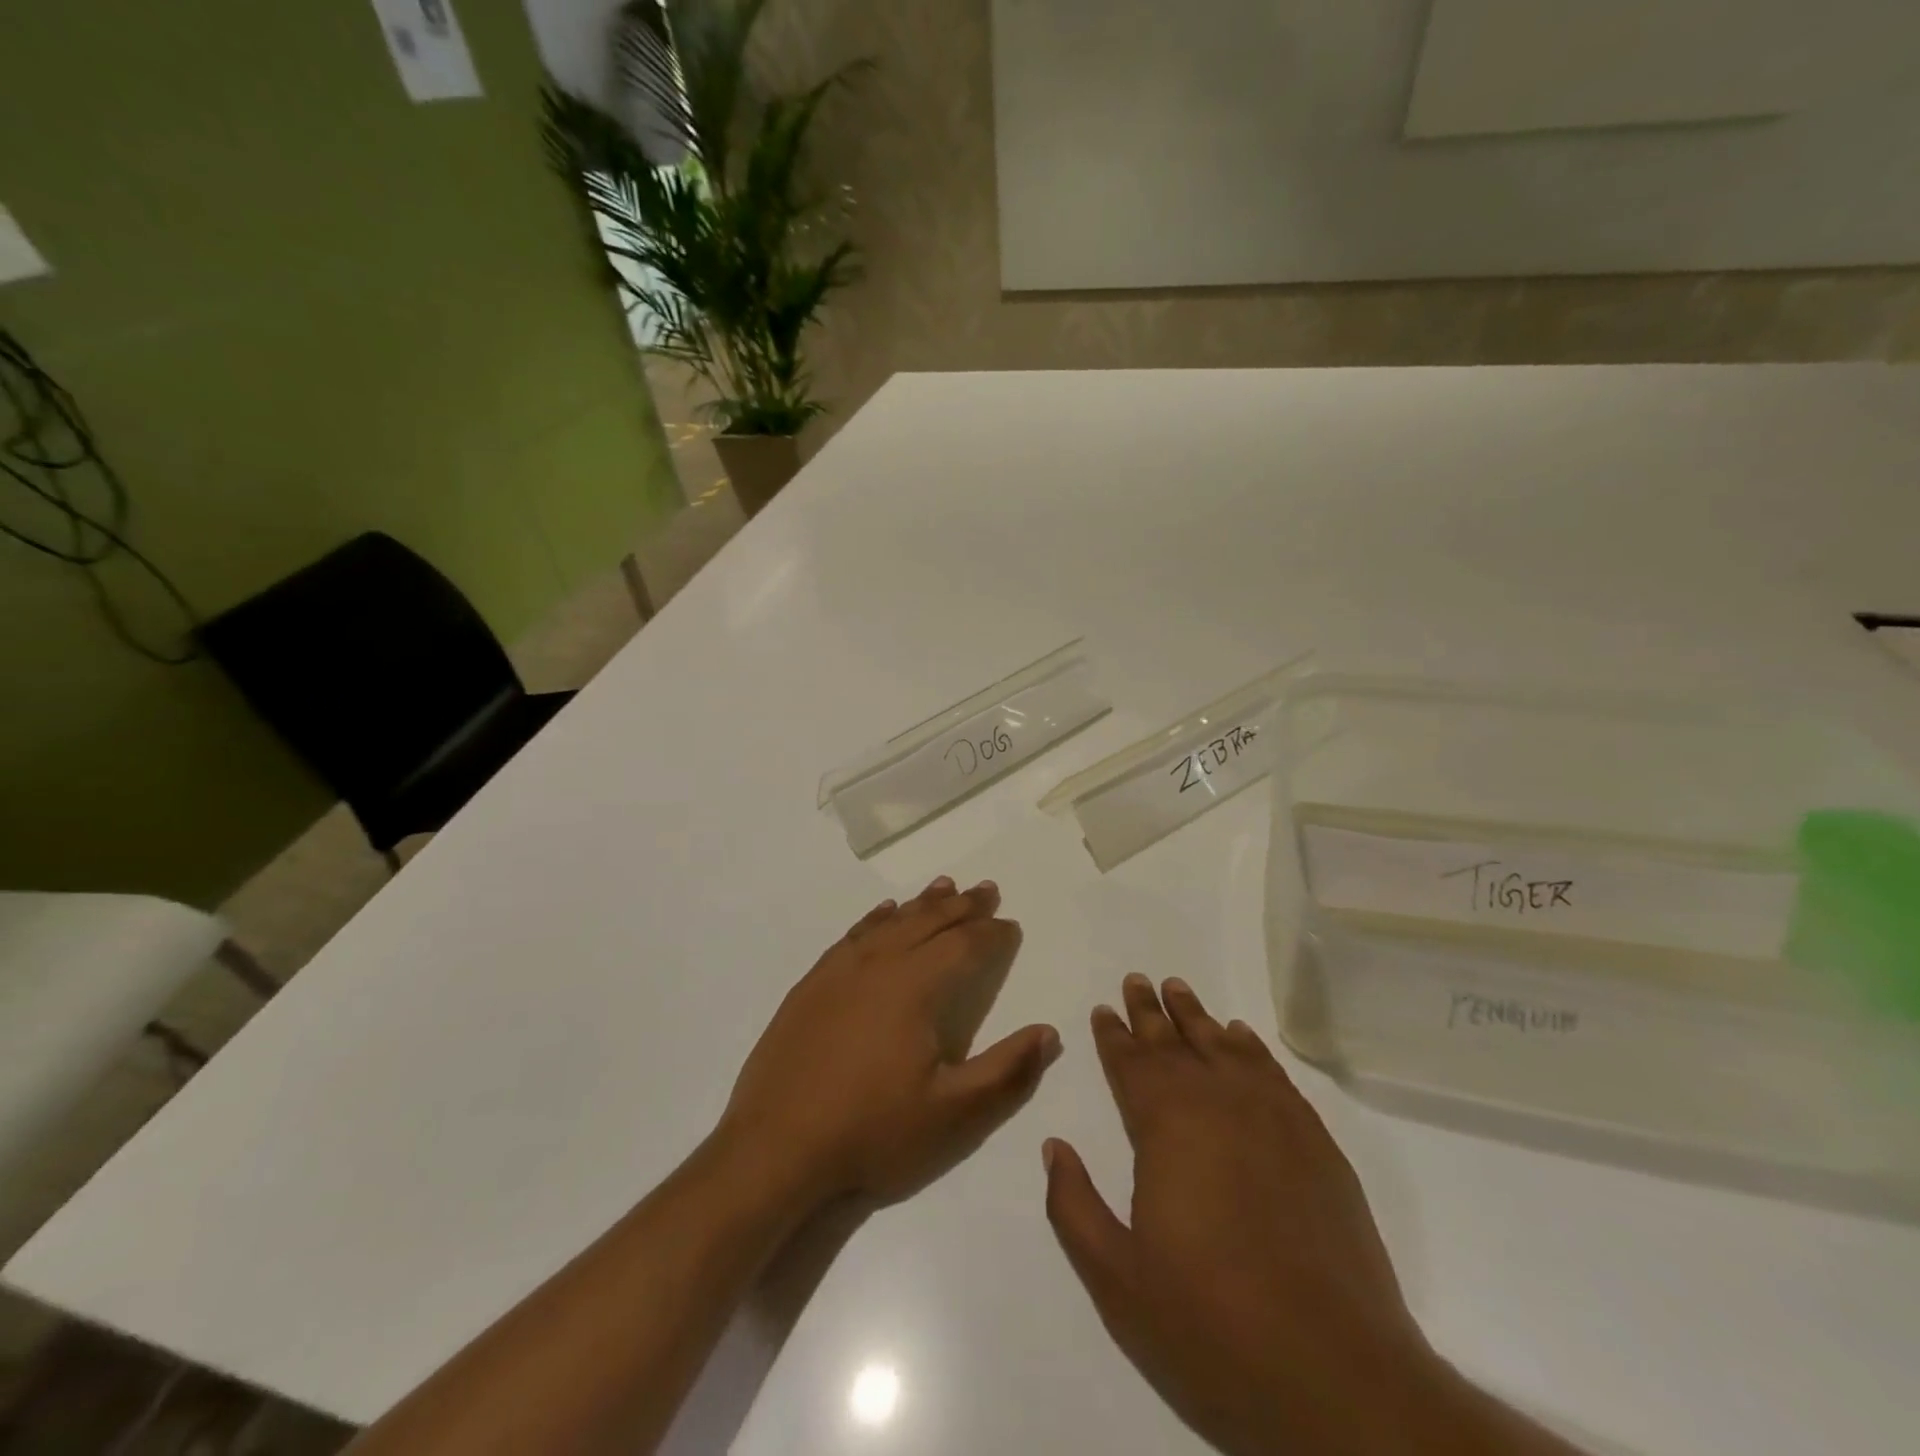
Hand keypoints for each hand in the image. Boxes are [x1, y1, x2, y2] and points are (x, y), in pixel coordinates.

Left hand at [719, 876, 1060, 1210]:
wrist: (774, 1149)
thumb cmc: (871, 1132)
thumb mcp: (952, 1115)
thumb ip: (1006, 1071)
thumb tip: (1049, 1032)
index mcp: (915, 987)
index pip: (965, 946)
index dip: (993, 934)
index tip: (1011, 925)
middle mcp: (879, 964)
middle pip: (929, 922)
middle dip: (963, 906)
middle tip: (987, 890)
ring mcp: (839, 971)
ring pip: (891, 922)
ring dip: (922, 904)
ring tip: (945, 887)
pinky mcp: (811, 984)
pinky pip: (853, 935)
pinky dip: (876, 918)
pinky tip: (884, 912)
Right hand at [1042, 975, 1441, 1455]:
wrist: (1337, 1376)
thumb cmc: (1211, 1326)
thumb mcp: (1118, 1280)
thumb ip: (1074, 1206)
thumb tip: (1053, 1147)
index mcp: (1166, 1127)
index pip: (1131, 1064)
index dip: (1113, 1035)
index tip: (1103, 1009)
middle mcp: (1217, 1104)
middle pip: (1175, 1043)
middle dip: (1150, 1011)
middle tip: (1136, 980)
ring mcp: (1273, 1119)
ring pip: (1223, 1047)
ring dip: (1197, 1017)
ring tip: (1179, 988)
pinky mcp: (1315, 1143)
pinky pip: (1272, 1073)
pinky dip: (1250, 1047)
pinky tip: (1239, 1036)